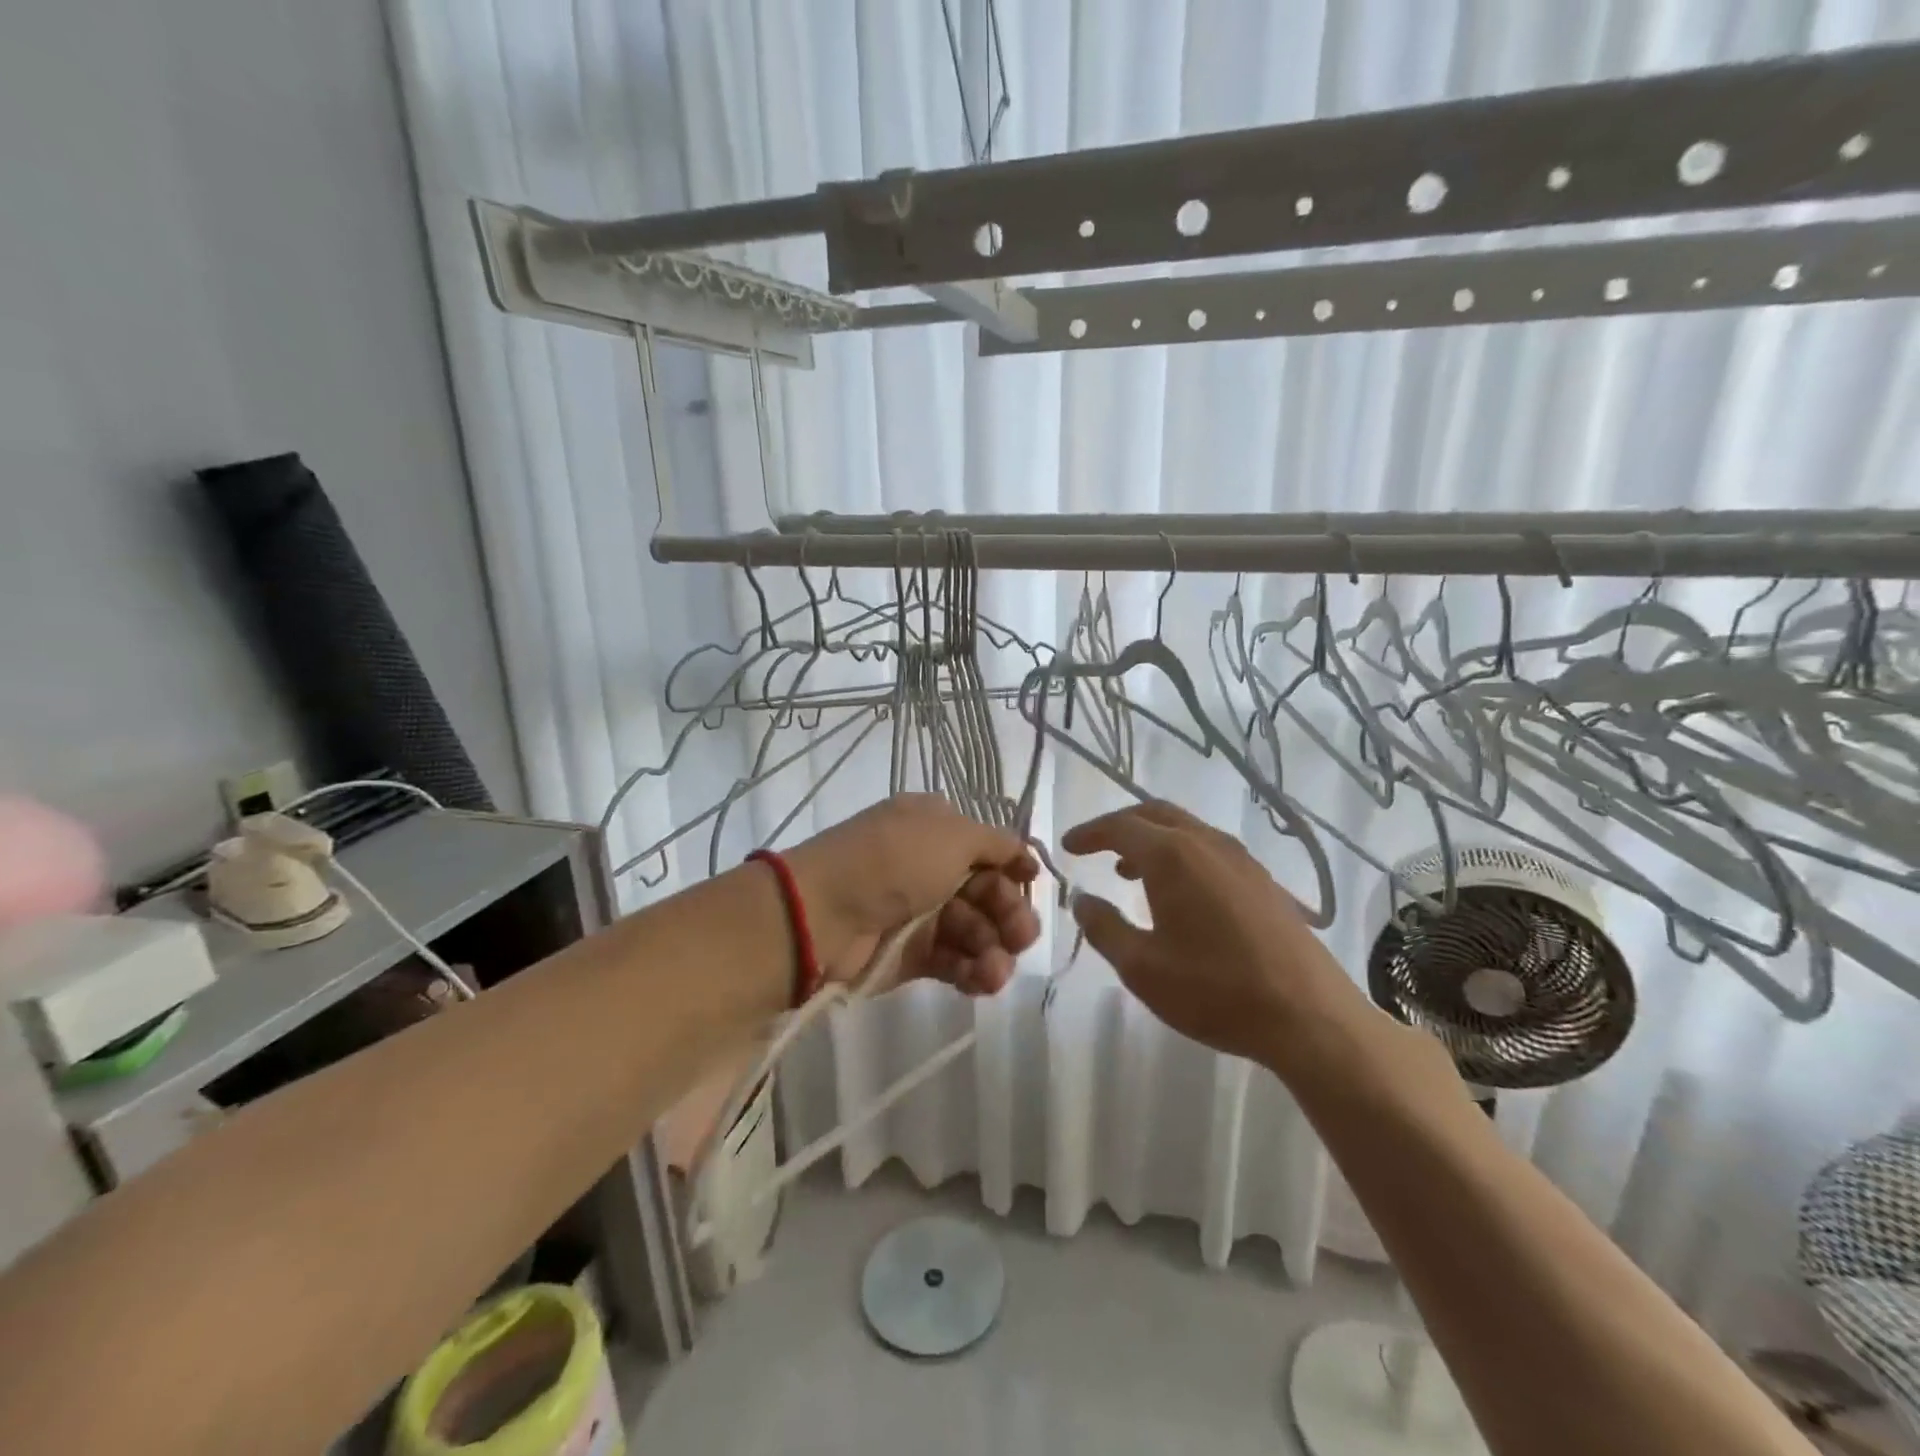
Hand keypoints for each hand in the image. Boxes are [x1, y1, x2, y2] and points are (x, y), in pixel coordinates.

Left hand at [785, 795, 1040, 995]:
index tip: (1033, 884)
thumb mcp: (952, 834)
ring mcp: (921, 912)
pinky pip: (954, 961)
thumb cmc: (894, 861)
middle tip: (1021, 938)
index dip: (1014, 868)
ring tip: (995, 971)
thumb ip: (996, 842)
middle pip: (987, 893)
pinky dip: (973, 972)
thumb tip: (1023, 852)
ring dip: (994, 951)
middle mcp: (930, 867)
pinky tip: (984, 981)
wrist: (823, 913)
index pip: (989, 849)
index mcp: (935, 828)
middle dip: (1010, 915)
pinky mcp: (912, 955)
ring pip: (975, 932)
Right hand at [1063, 801, 1378, 1072]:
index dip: (1089, 833)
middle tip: (1095, 847)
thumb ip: (1104, 928)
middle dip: (1120, 826)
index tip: (1068, 847)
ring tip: (1128, 872)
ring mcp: (1241, 859)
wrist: (1310, 1016)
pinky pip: (1209, 848)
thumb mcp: (1142, 967)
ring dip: (1151, 839)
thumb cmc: (1215, 990)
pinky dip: (1180, 854)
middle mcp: (1206, 843)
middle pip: (1155, 813)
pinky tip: (1179, 894)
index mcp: (1171, 855)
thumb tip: (1082, 900)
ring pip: (1186, 828)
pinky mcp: (1264, 881)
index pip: (1120, 826)